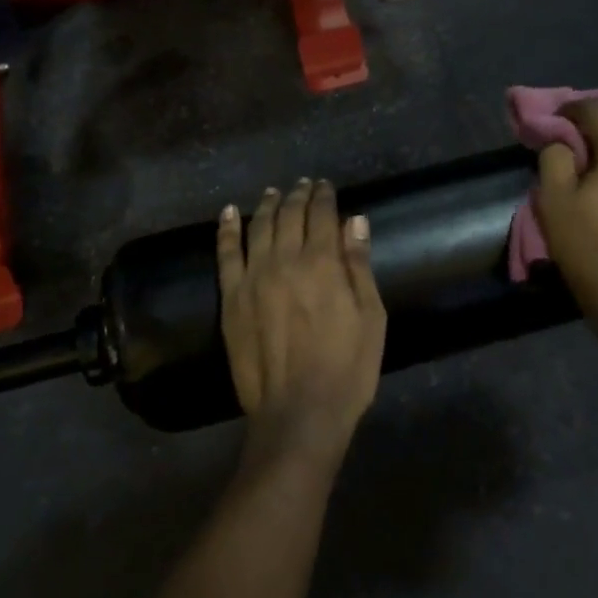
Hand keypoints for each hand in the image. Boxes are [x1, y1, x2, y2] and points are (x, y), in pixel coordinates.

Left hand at [217, 178, 387, 459]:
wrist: (298, 413)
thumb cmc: (346, 369)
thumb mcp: (370, 318)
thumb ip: (359, 266)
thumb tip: (354, 220)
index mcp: (323, 264)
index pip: (321, 215)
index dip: (323, 196)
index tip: (325, 186)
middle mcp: (285, 261)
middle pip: (289, 216)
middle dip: (297, 196)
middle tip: (302, 185)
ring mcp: (253, 278)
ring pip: (258, 227)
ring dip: (266, 205)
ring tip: (272, 193)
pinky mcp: (231, 298)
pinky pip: (226, 254)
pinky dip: (226, 230)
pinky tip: (228, 213)